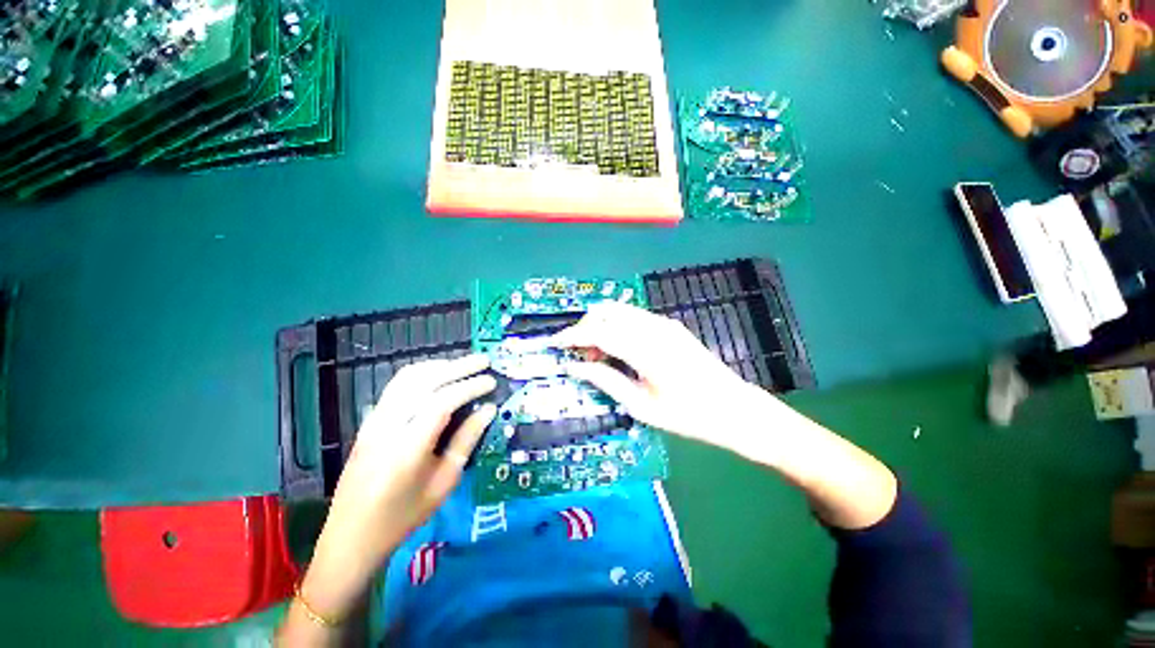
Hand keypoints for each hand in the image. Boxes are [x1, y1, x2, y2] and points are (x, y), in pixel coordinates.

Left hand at [301, 355, 496, 620]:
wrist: (351, 536)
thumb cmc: (403, 516)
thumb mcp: (444, 482)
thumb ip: (466, 441)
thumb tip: (488, 410)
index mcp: (407, 449)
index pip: (442, 402)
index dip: (470, 387)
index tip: (491, 382)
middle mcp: (387, 427)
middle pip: (424, 382)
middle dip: (457, 366)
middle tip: (484, 361)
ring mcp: (374, 421)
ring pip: (407, 378)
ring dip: (439, 366)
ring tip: (464, 365)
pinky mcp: (369, 421)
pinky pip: (397, 386)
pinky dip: (422, 373)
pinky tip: (439, 376)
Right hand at [553, 303, 896, 530]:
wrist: (736, 410)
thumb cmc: (689, 416)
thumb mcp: (641, 405)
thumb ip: (605, 380)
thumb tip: (575, 367)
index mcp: (645, 348)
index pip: (597, 330)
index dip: (571, 335)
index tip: (554, 343)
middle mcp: (653, 327)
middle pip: (605, 312)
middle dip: (585, 328)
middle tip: (579, 355)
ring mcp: (663, 323)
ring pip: (619, 311)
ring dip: (601, 326)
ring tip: (597, 355)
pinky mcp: (670, 326)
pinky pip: (633, 318)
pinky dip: (617, 327)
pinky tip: (618, 350)